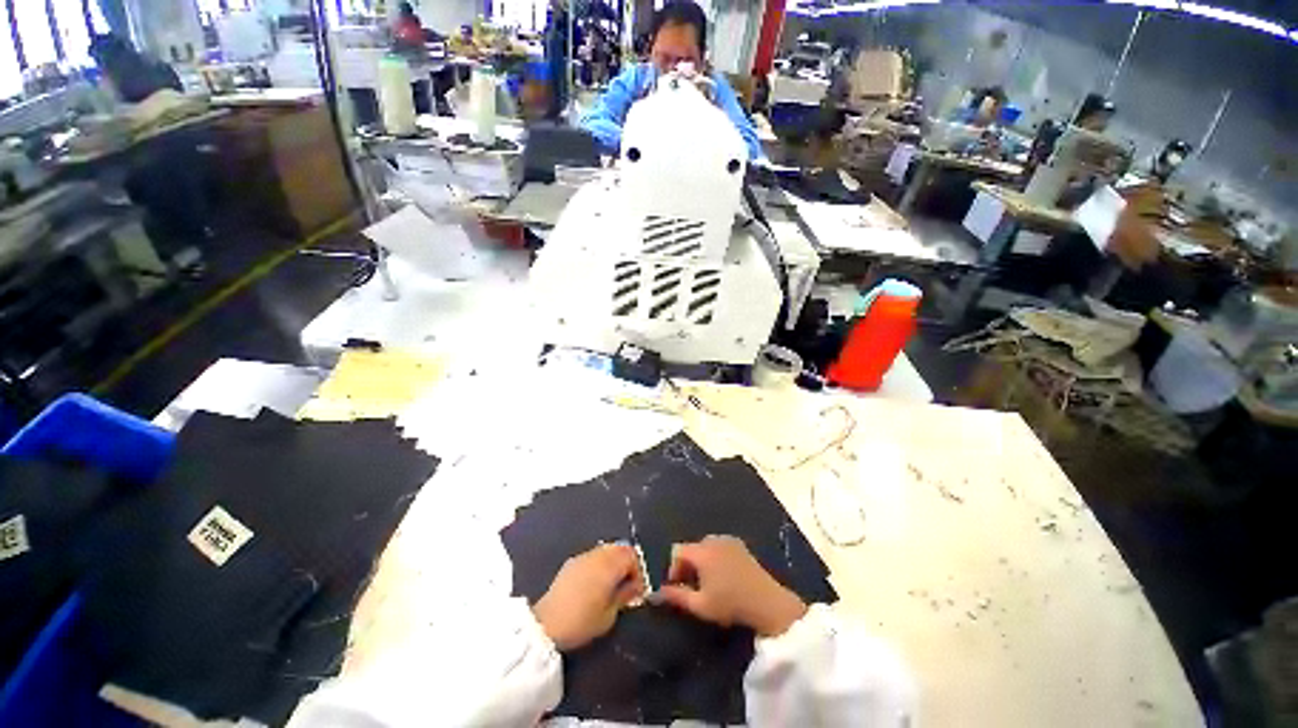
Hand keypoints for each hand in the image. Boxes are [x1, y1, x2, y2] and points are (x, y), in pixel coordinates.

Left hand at [533, 543, 644, 650]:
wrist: (545, 625)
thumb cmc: (581, 622)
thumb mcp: (609, 616)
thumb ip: (625, 596)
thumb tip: (634, 588)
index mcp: (609, 565)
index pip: (632, 555)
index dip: (639, 571)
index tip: (637, 590)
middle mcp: (597, 555)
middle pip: (620, 548)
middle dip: (627, 563)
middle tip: (628, 585)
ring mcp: (583, 556)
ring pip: (607, 550)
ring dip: (614, 562)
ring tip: (612, 584)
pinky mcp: (572, 562)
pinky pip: (594, 555)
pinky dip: (601, 564)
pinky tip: (596, 583)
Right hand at [656, 536, 807, 637]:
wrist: (767, 603)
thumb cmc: (730, 604)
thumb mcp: (700, 605)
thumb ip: (676, 597)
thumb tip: (657, 593)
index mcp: (701, 551)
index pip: (677, 551)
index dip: (673, 567)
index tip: (677, 586)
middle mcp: (713, 540)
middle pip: (692, 547)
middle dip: (688, 564)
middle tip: (692, 586)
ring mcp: (729, 540)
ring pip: (706, 546)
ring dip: (702, 560)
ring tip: (707, 582)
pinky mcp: (741, 545)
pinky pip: (720, 546)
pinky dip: (715, 557)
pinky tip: (723, 575)